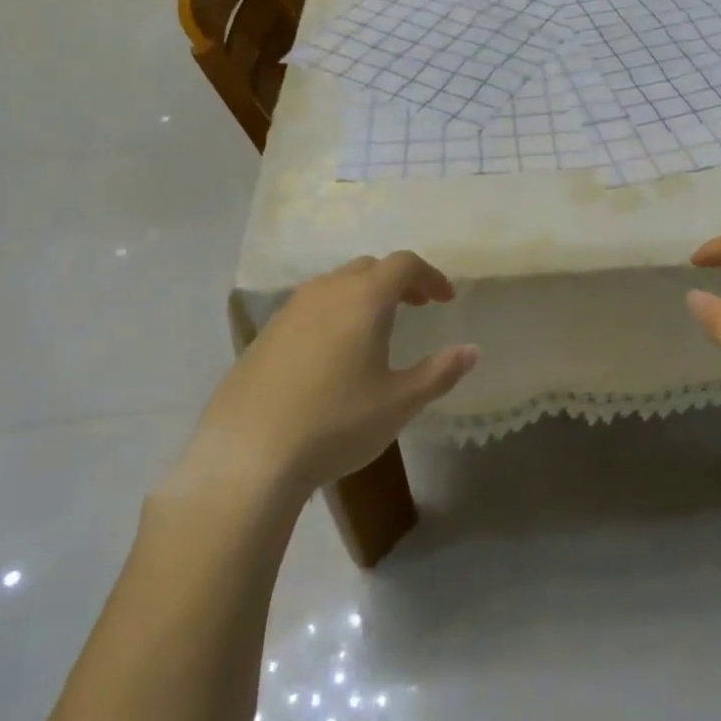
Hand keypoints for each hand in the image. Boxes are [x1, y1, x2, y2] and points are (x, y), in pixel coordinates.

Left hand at [164, 253, 477, 507]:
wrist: (248, 456)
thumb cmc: (336, 423)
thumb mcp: (399, 402)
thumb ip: (440, 372)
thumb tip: (471, 351)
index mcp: (363, 298)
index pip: (404, 264)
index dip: (430, 276)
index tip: (445, 299)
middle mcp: (326, 292)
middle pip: (369, 268)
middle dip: (398, 281)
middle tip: (417, 307)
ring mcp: (289, 311)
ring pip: (335, 284)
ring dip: (363, 295)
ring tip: (376, 328)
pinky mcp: (265, 335)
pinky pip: (309, 308)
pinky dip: (333, 313)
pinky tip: (333, 354)